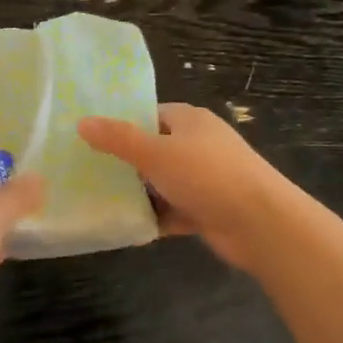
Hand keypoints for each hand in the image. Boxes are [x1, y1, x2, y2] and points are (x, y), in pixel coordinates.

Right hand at [78, 103, 292, 271]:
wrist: (260, 223)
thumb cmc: (206, 175)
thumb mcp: (156, 153)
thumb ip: (118, 139)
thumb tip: (82, 122)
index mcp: (190, 121)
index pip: (150, 115)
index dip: (122, 125)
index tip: (90, 139)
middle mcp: (198, 145)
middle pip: (154, 150)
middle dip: (125, 163)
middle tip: (86, 173)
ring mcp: (204, 179)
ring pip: (162, 183)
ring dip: (139, 194)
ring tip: (98, 200)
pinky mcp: (207, 209)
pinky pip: (173, 211)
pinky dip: (155, 218)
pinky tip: (127, 227)